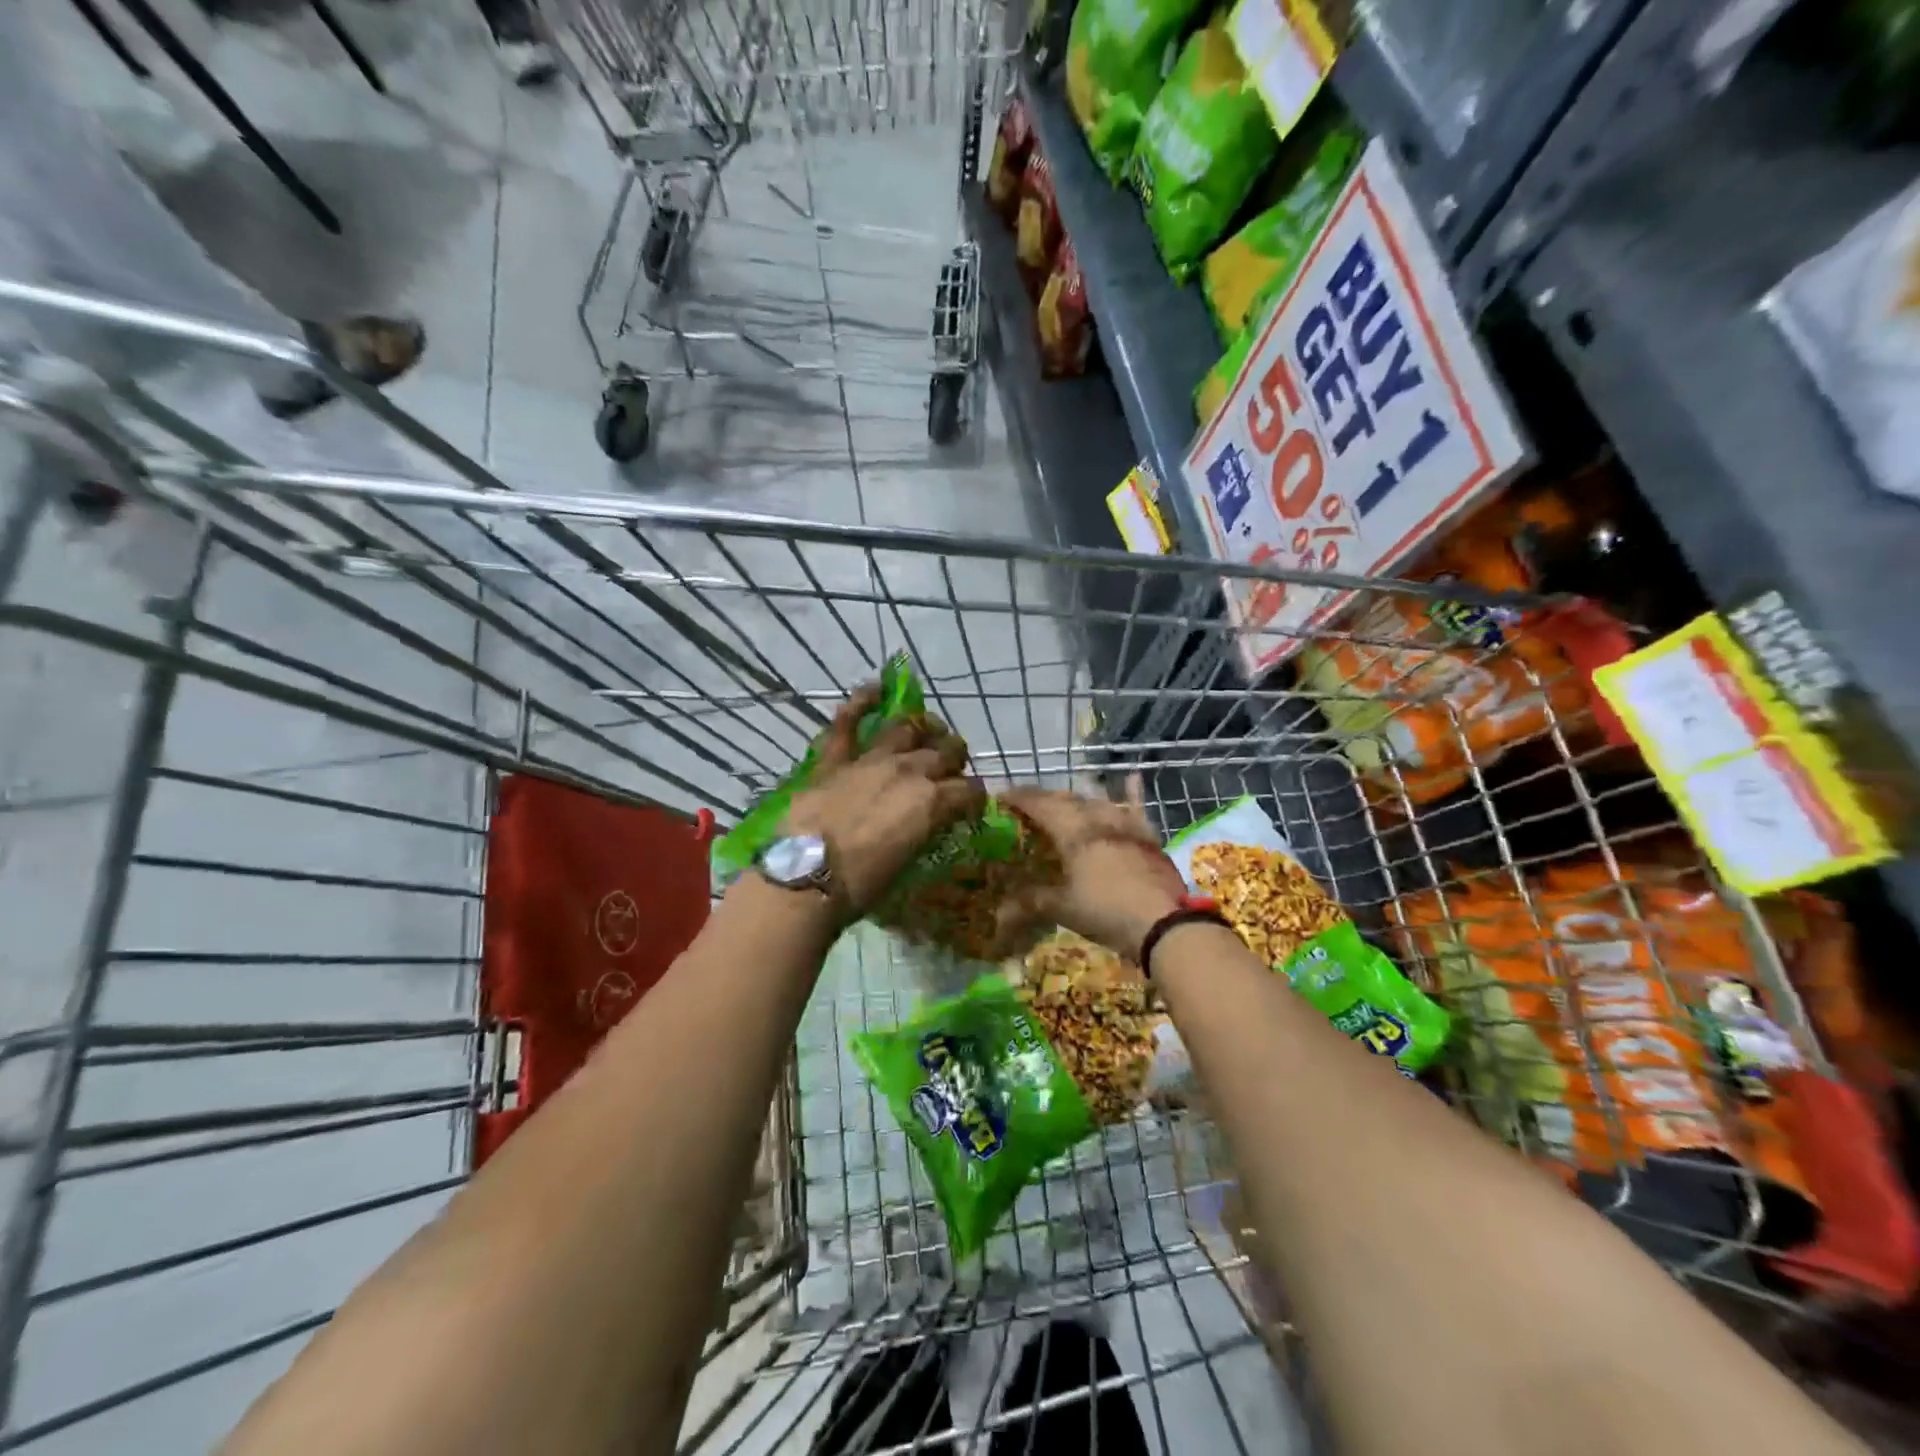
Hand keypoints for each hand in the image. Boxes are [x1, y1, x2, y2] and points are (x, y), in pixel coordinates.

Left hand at [783, 685, 984, 915]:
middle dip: (955, 756)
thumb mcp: (908, 862)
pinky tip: (873, 688)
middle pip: (945, 752)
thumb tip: (929, 824)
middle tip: (952, 766)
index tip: (970, 805)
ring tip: (928, 728)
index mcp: (933, 802)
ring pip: (906, 729)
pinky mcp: (835, 759)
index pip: (970, 790)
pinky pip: (846, 722)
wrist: (806, 877)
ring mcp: (871, 759)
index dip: (974, 797)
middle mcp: (910, 771)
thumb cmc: (861, 885)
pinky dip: (860, 702)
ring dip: (922, 727)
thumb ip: (923, 832)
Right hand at [997, 784, 1187, 960]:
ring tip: (1065, 802)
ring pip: (1096, 801)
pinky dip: (1131, 792)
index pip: (1039, 805)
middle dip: (1044, 799)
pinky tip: (1132, 777)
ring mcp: (1125, 823)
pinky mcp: (1147, 835)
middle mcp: (1097, 818)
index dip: (1019, 798)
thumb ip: (1030, 903)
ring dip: (1077, 799)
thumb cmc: (1106, 911)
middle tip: (1029, 804)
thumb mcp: (1063, 908)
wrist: (1163, 922)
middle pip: (1065, 799)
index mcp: (1072, 831)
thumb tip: (999, 913)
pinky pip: (1136, 807)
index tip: (1002, 796)